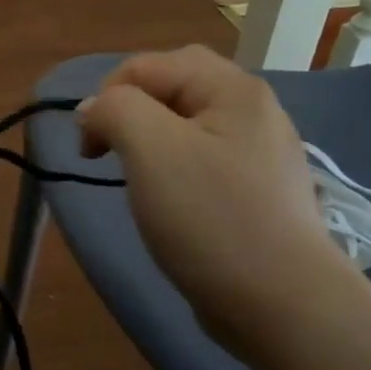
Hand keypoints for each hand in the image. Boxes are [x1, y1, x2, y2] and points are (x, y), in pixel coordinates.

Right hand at [77, 46, 356, 347]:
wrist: (280, 304)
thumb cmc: (210, 219)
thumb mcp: (151, 150)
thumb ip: (114, 110)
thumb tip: (92, 110)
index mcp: (233, 89)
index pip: (148, 65)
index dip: (106, 96)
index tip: (90, 149)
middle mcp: (253, 110)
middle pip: (172, 85)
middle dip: (128, 111)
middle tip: (109, 151)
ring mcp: (259, 152)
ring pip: (185, 122)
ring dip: (147, 139)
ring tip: (135, 176)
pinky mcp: (255, 190)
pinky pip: (202, 157)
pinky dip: (172, 166)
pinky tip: (169, 199)